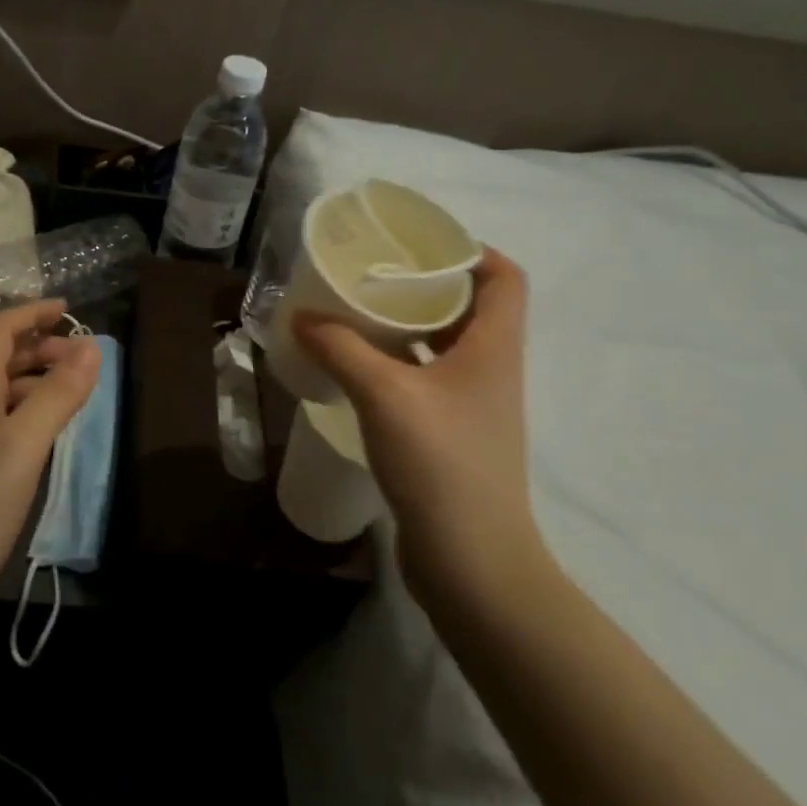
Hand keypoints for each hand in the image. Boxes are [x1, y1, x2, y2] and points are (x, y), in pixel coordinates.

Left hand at [0, 299, 99, 622]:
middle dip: (40, 344)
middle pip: (1, 357)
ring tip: (78, 387)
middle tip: (83, 353)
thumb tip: (90, 346)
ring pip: (6, 391)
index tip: (70, 308)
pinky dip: (35, 412)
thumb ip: (56, 394)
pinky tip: (54, 431)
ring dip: (39, 377)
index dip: (31, 313)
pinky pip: (9, 424)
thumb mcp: (20, 447)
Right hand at [293, 248, 545, 613]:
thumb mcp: (384, 394)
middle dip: (424, 284)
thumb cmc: (440, 464)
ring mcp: (471, 406)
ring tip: (356, 312)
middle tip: (372, 273)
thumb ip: (341, 348)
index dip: (472, 250)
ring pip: (443, 345)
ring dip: (406, 325)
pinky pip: (424, 379)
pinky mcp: (450, 435)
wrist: (471, 561)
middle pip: (470, 307)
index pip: (505, 278)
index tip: (421, 243)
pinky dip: (396, 363)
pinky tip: (356, 366)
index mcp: (494, 348)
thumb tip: (302, 317)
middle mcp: (490, 370)